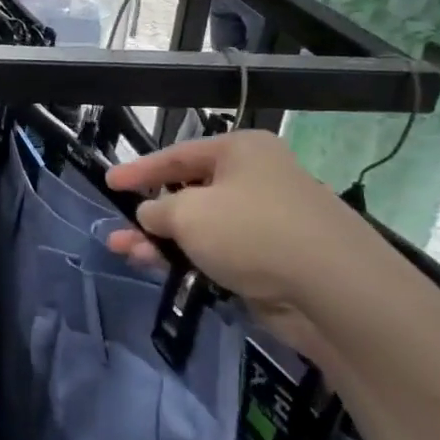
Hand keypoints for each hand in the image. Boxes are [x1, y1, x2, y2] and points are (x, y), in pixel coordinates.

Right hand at [105, 131, 378, 350]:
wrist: (330, 287)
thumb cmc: (252, 230)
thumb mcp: (189, 214)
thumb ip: (158, 211)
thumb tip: (150, 215)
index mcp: (241, 151)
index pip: (178, 154)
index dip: (139, 169)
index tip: (108, 183)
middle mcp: (254, 179)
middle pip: (189, 191)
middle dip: (149, 212)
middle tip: (116, 229)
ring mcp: (264, 220)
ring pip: (201, 227)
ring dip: (162, 240)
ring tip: (123, 252)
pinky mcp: (269, 259)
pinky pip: (217, 252)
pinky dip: (188, 257)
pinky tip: (158, 267)